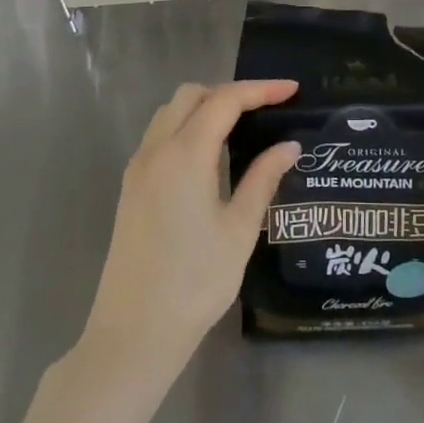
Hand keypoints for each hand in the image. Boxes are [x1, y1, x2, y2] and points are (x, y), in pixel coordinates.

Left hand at [81, 80, 300, 381]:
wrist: (133, 332)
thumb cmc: (195, 281)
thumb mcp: (239, 229)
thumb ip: (263, 179)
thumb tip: (288, 146)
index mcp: (185, 155)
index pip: (224, 100)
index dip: (260, 90)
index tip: (293, 90)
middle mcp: (156, 150)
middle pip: (191, 96)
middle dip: (230, 92)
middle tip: (266, 109)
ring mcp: (138, 168)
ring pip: (170, 113)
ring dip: (205, 107)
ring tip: (242, 127)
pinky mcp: (131, 187)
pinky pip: (159, 136)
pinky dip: (187, 127)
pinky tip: (210, 154)